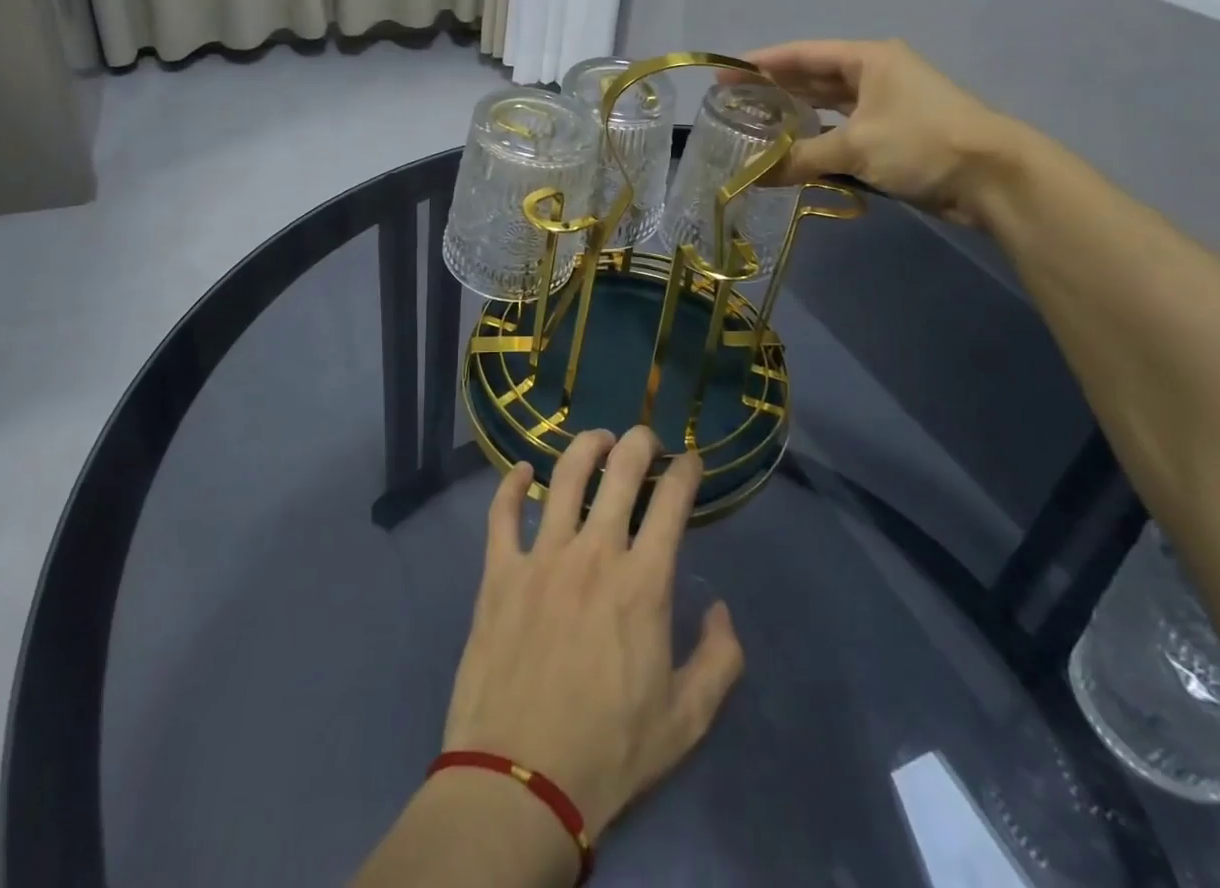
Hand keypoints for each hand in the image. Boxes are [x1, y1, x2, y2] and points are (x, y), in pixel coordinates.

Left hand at [441, 429, 744, 838]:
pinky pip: (503, 513)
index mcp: (642, 582)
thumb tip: (719, 610)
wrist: (520, 781)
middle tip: (646, 439)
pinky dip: (511, 485)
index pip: (671, 502)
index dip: (686, 472)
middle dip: (639, 443)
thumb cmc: (609, 750)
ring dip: (584, 447)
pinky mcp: (500, 572)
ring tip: (597, 440)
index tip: (691, 461)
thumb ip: (719, 660)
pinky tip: (520, 472)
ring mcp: (542, 557)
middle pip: (620, 472)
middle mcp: (594, 553)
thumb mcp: (686, 720)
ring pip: (564, 477)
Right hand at [745, 38, 1015, 224]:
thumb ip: (800, 158)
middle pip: (813, 77)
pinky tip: (793, 149)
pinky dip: (818, 139)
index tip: (725, 74)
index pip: (803, 54)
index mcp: (867, 59)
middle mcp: (875, 75)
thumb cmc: (921, 142)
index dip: (761, 63)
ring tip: (755, 124)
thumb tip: (754, 176)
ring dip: (795, 115)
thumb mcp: (855, 146)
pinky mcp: (893, 135)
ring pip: (828, 106)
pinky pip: (843, 131)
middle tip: (733, 102)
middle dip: (774, 88)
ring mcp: (886, 105)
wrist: (992, 176)